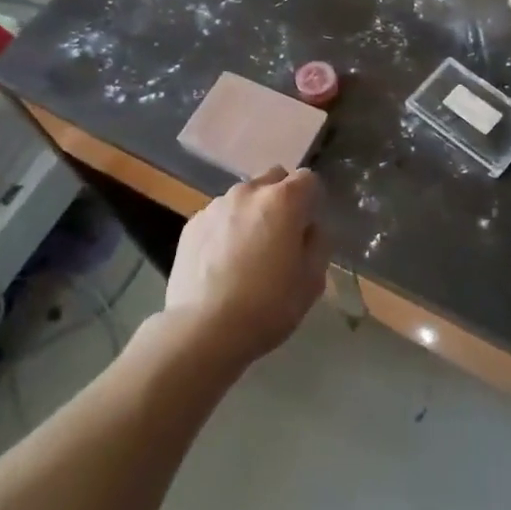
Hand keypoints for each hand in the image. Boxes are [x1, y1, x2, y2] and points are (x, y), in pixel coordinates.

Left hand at [164, 166, 327, 368]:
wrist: (203, 330)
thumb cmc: (267, 306)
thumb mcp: (312, 281)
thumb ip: (318, 243)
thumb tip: (309, 229)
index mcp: (284, 200)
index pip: (308, 179)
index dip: (312, 202)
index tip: (308, 229)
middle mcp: (249, 192)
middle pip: (274, 179)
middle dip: (282, 199)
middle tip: (280, 237)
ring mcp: (217, 205)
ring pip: (244, 197)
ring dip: (252, 214)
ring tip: (246, 254)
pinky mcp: (192, 224)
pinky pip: (219, 216)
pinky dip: (225, 230)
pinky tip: (221, 264)